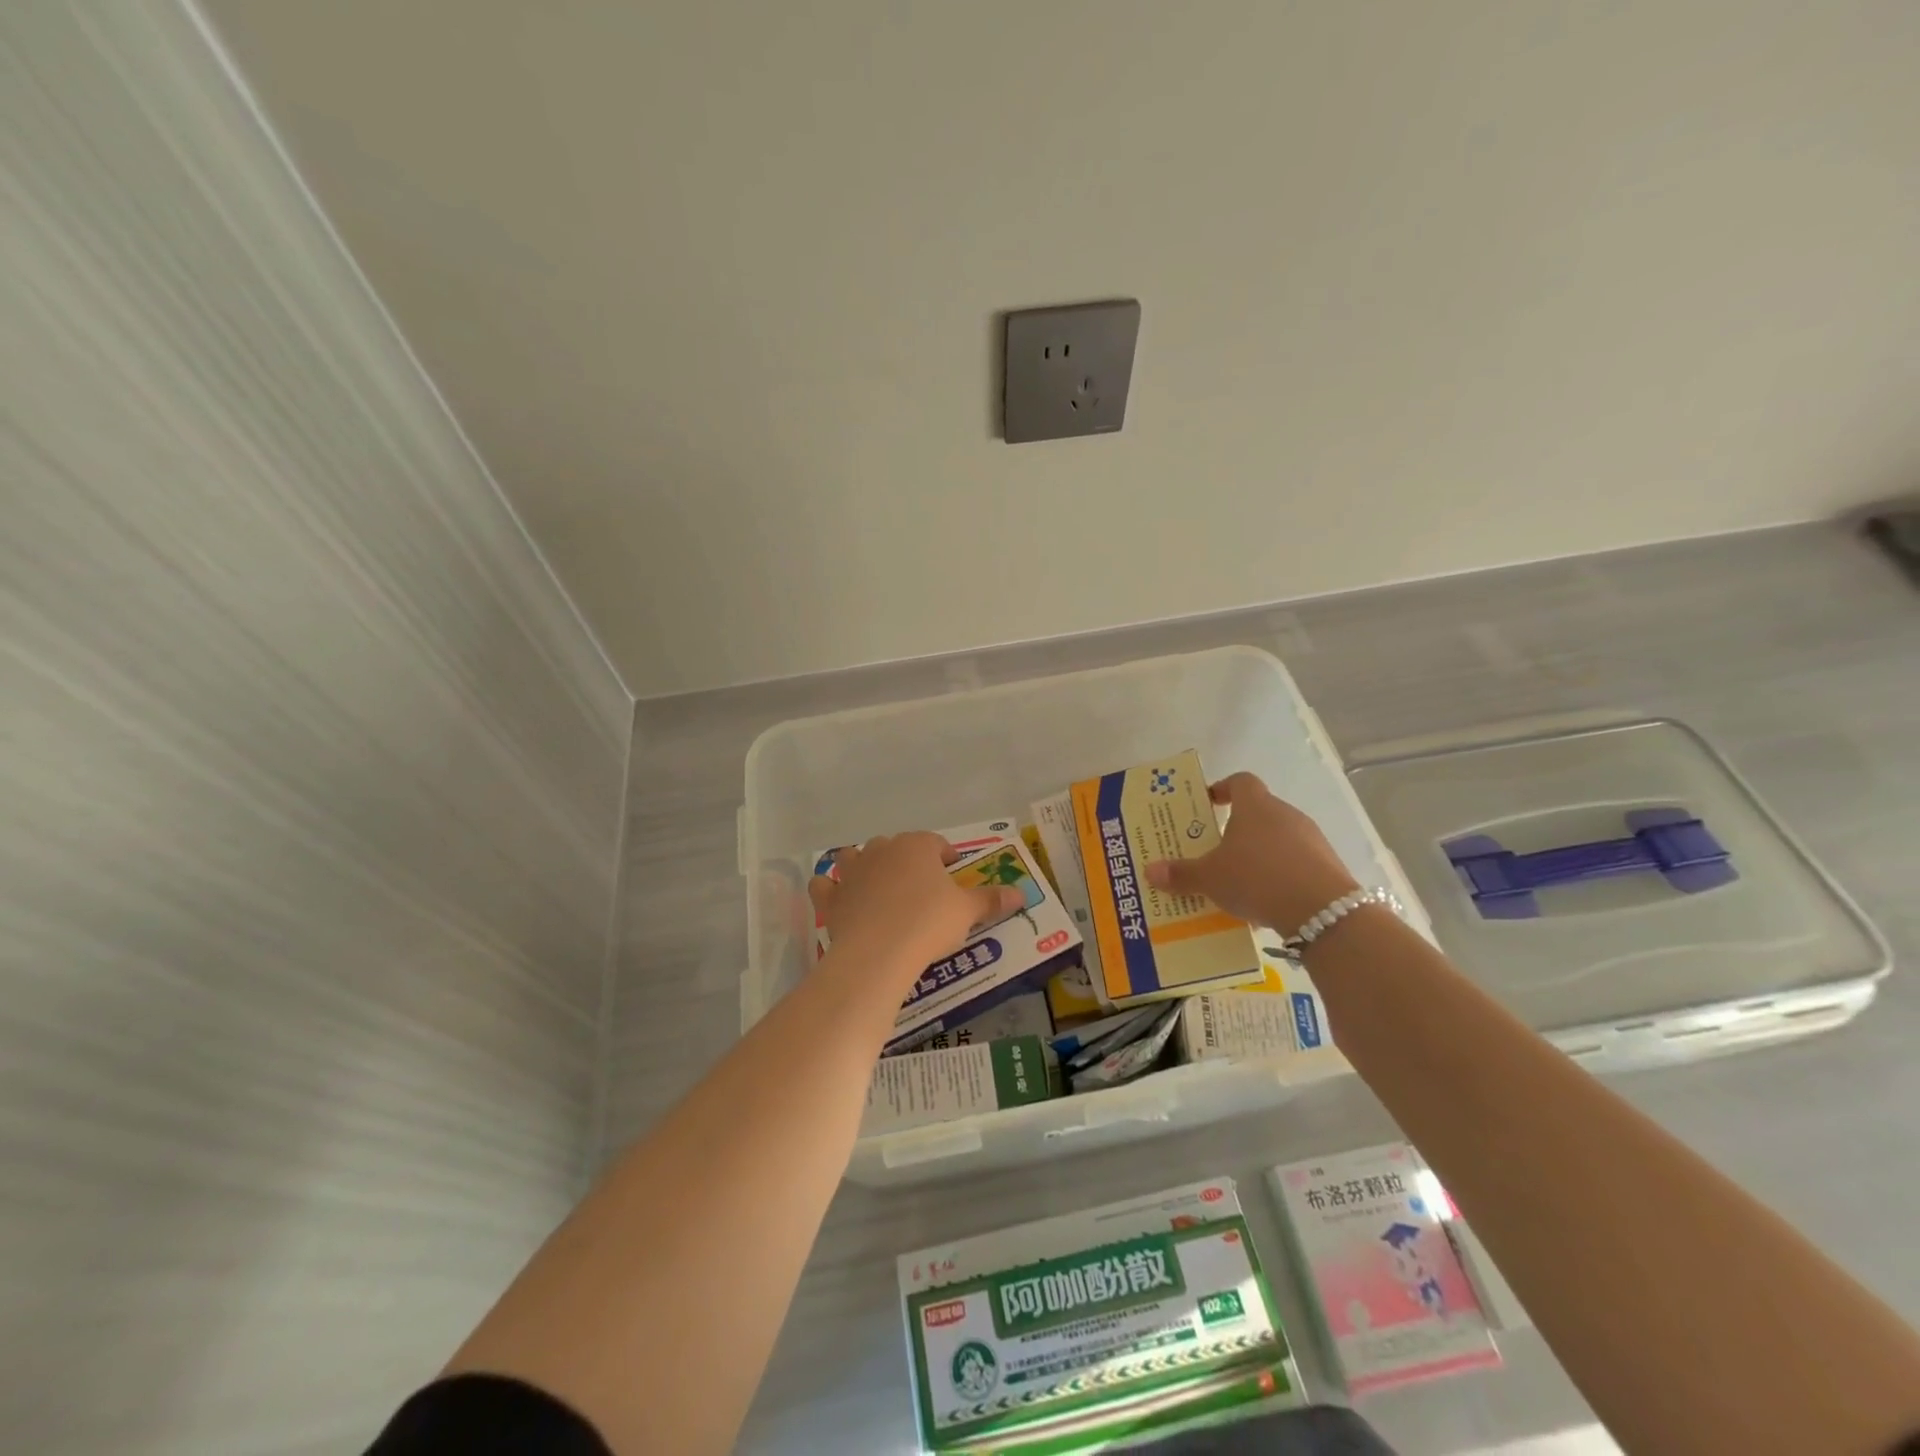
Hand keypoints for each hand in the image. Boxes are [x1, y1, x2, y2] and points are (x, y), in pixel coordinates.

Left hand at [809, 833, 1025, 971]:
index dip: (945, 858)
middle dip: (906, 861)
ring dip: (863, 866)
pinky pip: (825, 885)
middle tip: (921, 888)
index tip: (953, 875)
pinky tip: (840, 900)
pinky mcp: (831, 897)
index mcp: (916, 845)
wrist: (879, 952)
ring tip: (877, 887)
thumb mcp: (967, 912)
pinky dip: (831, 889)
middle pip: (895, 847)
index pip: (935, 843)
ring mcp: (852, 871)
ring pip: (854, 857)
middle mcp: (881, 849)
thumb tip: (1021, 893)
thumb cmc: (928, 923)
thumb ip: (991, 900)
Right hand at [1144, 773, 1359, 933]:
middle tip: (1215, 850)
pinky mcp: (1327, 866)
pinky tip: (1266, 900)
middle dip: (1237, 829)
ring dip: (1259, 854)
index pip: (1240, 781)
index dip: (1223, 789)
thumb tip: (1150, 871)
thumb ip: (1180, 874)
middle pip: (1259, 812)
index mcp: (1255, 806)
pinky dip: (1280, 875)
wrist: (1322, 911)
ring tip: (1238, 880)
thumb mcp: (1210, 878)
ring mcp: (1311, 839)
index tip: (1209, 804)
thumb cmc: (1257, 877)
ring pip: (1278, 839)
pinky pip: (1296, 863)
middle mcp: (1285, 814)